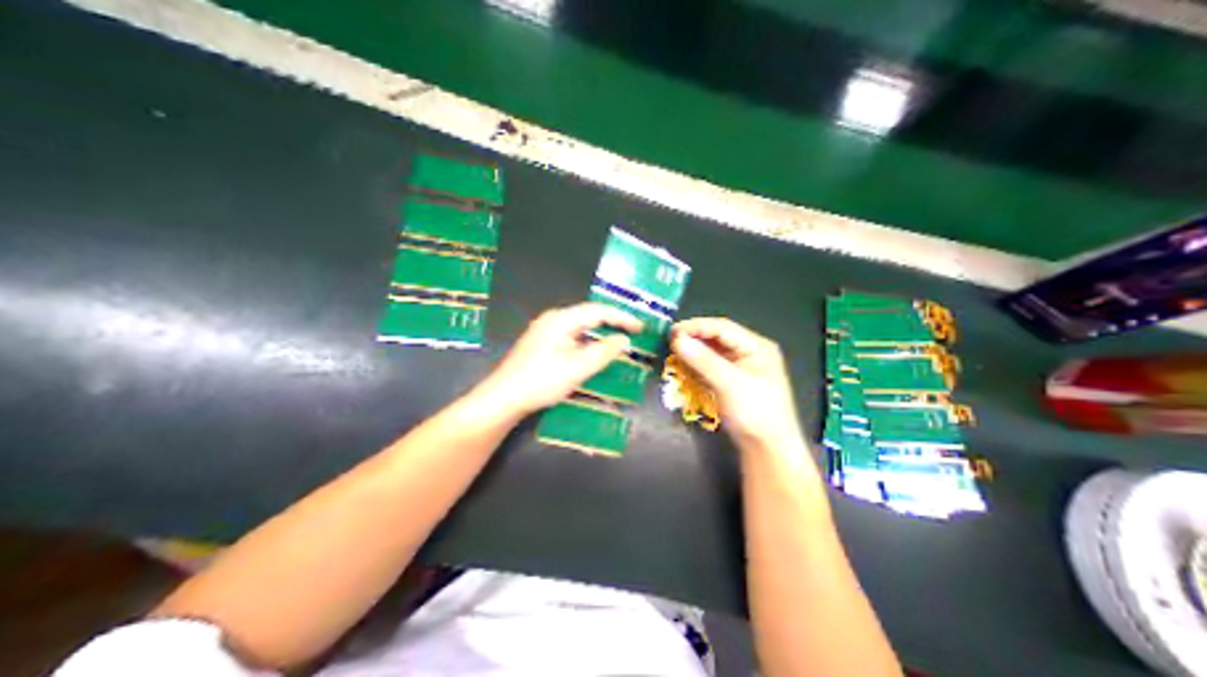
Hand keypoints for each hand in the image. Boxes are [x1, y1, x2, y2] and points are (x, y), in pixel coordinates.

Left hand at [473, 300, 646, 418]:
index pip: (598, 311)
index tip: (641, 327)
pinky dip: (587, 342)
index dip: (622, 318)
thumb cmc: (542, 381)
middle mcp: (552, 320)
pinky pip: (571, 337)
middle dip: (612, 323)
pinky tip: (593, 354)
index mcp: (561, 319)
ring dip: (599, 334)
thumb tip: (624, 340)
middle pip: (588, 316)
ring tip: (618, 342)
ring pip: (579, 327)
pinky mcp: (540, 345)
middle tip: (633, 332)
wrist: (504, 398)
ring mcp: (544, 332)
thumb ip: (604, 352)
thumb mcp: (578, 368)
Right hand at [670, 317, 799, 453]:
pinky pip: (713, 368)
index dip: (696, 327)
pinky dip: (698, 367)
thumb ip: (703, 360)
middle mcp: (751, 353)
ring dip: (695, 353)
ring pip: (714, 353)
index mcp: (757, 347)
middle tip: (669, 342)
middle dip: (694, 338)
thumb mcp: (729, 384)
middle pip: (718, 338)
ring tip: (673, 354)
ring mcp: (743, 370)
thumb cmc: (755, 412)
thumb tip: (678, 340)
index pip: (723, 328)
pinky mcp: (734, 385)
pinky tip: (684, 369)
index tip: (672, 331)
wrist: (769, 450)